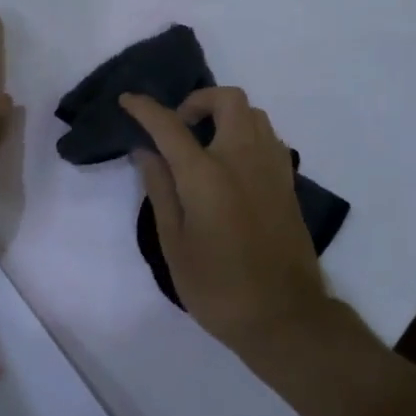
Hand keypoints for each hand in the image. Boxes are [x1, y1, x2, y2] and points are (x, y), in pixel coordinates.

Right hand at [120, 88, 333, 357]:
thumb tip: (145, 151)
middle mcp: (242, 158)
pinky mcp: (287, 181)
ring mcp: (271, 166)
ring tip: (205, 144)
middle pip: (226, 99)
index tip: (128, 100)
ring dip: (225, 114)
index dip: (145, 108)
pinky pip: (267, 136)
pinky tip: (231, 165)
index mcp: (206, 175)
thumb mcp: (174, 244)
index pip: (170, 125)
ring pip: (252, 112)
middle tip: (180, 127)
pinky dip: (245, 133)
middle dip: (198, 100)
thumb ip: (159, 189)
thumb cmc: (219, 287)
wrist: (285, 317)